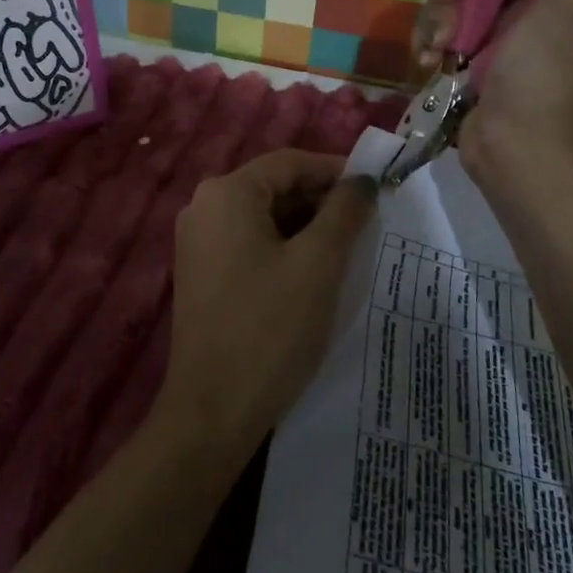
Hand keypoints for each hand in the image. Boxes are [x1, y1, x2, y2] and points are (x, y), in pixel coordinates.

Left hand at [157, 150, 376, 464]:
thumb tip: (362, 181)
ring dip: (305, 226)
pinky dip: (282, 247)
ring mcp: (197, 241)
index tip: (375, 188)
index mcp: (226, 193)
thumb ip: (343, 212)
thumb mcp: (318, 264)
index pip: (289, 162)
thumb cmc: (270, 328)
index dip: (334, 170)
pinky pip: (247, 242)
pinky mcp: (200, 272)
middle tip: (366, 223)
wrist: (212, 410)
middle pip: (273, 187)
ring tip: (348, 248)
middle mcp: (203, 206)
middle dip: (320, 201)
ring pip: (262, 217)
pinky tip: (313, 272)